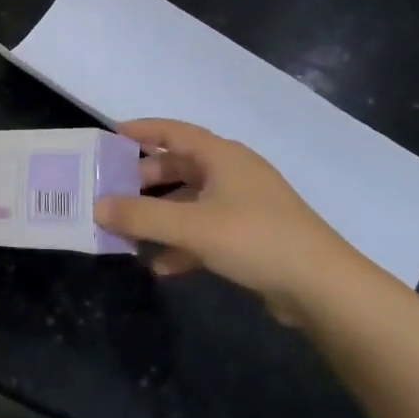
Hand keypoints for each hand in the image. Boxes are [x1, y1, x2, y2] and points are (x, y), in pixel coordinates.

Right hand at [94, 118, 385, 325]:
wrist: (322, 287)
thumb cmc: (255, 239)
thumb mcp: (191, 226)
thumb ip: (140, 215)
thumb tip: (96, 206)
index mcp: (221, 156)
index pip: (173, 131)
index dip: (142, 131)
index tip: (110, 137)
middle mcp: (232, 173)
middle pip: (178, 167)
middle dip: (144, 181)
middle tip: (111, 192)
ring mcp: (243, 206)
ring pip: (189, 202)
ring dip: (160, 217)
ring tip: (128, 233)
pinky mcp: (250, 237)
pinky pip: (205, 232)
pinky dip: (182, 244)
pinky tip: (162, 267)